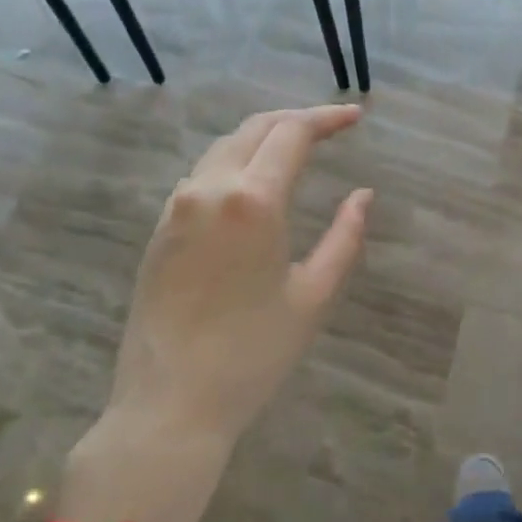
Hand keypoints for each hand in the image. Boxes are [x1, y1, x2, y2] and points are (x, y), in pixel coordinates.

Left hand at [107, 103, 372, 444]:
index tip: (356, 116)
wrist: (168, 404)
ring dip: (263, 137)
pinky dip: (236, 161)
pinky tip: (254, 182)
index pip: (292, 133)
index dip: (327, 118)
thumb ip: (344, 237)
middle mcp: (209, 189)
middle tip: (332, 126)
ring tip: (297, 147)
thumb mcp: (313, 296)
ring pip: (224, 147)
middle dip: (296, 119)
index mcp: (253, 201)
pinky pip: (202, 175)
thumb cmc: (253, 354)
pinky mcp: (159, 228)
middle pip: (255, 128)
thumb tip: (363, 194)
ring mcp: (177, 207)